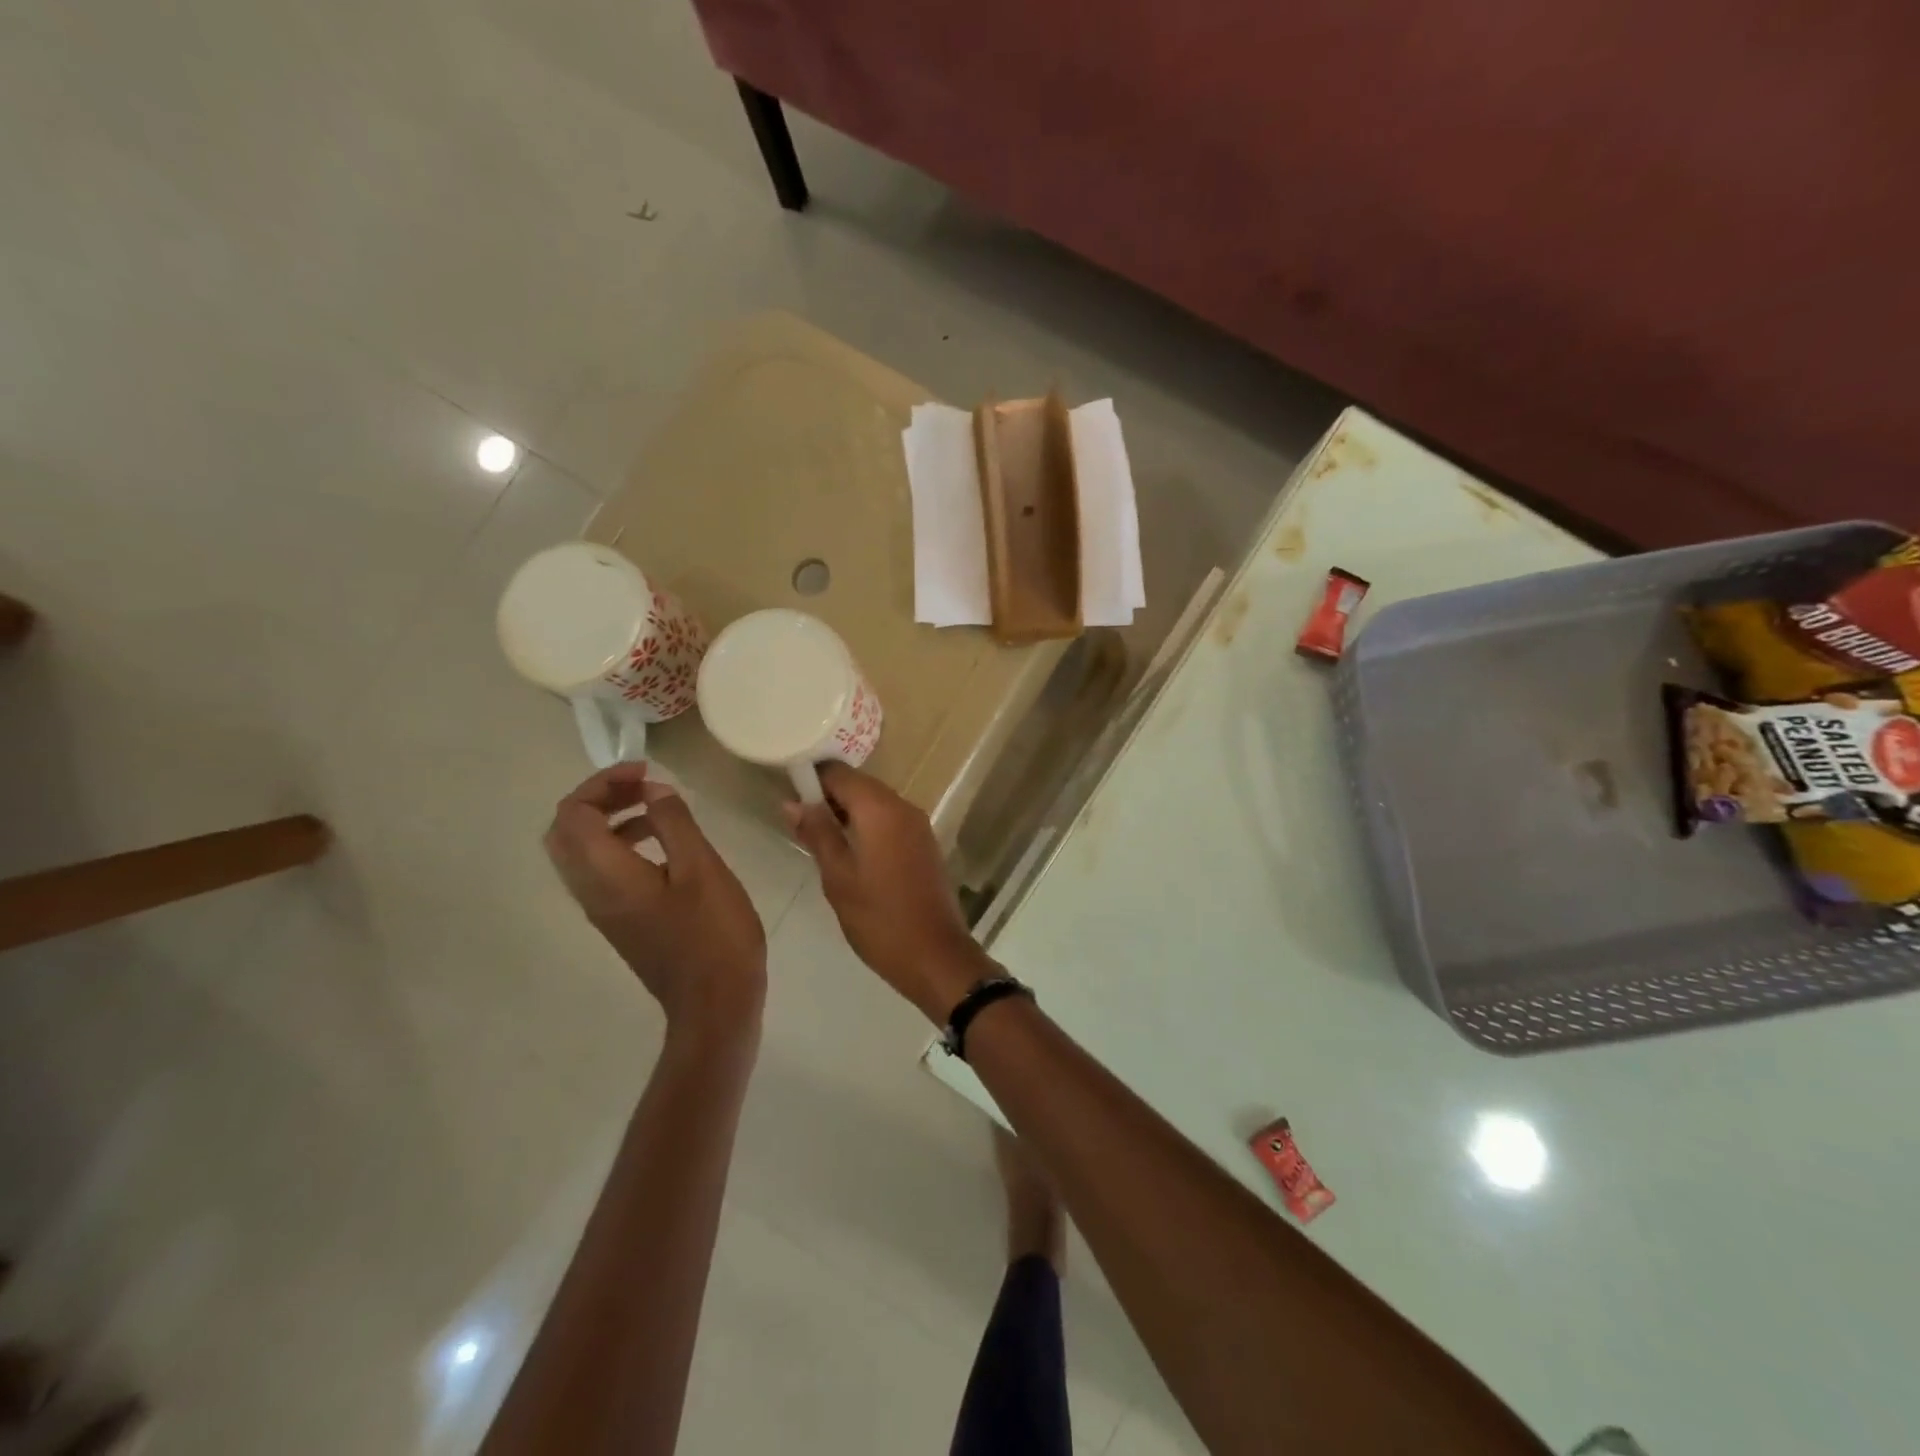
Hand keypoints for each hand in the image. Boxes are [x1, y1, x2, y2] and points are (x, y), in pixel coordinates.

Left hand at [545, 764, 766, 1042]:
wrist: (714, 1002)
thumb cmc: (713, 933)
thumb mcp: (701, 868)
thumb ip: (674, 823)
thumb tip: (654, 789)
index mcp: (607, 875)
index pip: (573, 814)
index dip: (602, 783)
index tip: (646, 771)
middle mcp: (591, 891)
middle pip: (565, 832)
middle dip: (597, 798)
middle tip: (642, 785)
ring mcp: (603, 910)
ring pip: (579, 853)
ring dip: (608, 820)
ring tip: (656, 807)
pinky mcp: (619, 921)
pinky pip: (599, 871)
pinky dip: (619, 844)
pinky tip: (662, 844)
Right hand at [785, 763, 991, 1022]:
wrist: (935, 955)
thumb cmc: (879, 918)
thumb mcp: (838, 877)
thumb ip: (817, 833)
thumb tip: (792, 801)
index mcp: (880, 809)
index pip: (839, 772)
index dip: (811, 778)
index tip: (787, 793)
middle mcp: (903, 806)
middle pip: (859, 785)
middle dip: (828, 796)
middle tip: (798, 821)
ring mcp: (918, 825)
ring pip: (875, 803)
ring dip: (847, 813)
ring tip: (817, 838)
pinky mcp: (924, 843)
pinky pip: (889, 821)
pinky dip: (867, 826)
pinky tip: (848, 852)